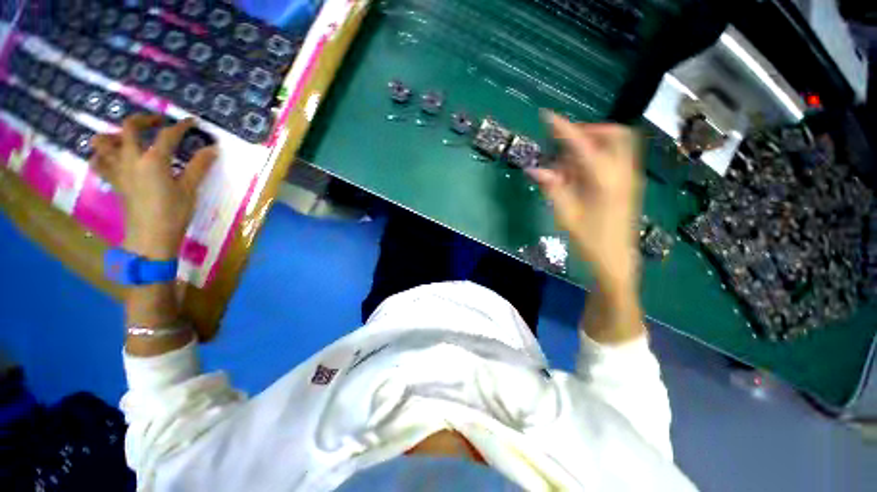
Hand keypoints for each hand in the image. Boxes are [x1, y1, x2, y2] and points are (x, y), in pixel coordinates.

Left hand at [91, 115, 216, 259]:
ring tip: (128, 137)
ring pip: (103, 142)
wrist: (151, 236)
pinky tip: (112, 157)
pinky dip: (101, 155)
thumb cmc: (174, 213)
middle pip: (129, 127)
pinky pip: (98, 163)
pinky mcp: (113, 181)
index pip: (167, 135)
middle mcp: (131, 159)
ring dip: (115, 134)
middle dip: (145, 120)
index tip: (191, 122)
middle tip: (159, 123)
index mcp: (153, 160)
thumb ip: (199, 166)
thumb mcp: (190, 189)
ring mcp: (118, 169)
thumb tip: (212, 148)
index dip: (181, 126)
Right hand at [529, 113, 642, 289]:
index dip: (564, 129)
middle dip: (588, 131)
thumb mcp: (566, 215)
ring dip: (594, 143)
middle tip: (565, 144)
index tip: (548, 116)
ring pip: (619, 143)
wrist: (616, 260)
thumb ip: (552, 187)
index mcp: (604, 181)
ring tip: (570, 163)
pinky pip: (618, 157)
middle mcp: (623, 173)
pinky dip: (600, 156)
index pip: (582, 145)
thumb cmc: (589, 240)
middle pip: (614, 134)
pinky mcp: (630, 184)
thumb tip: (534, 168)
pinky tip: (581, 174)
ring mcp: (630, 177)